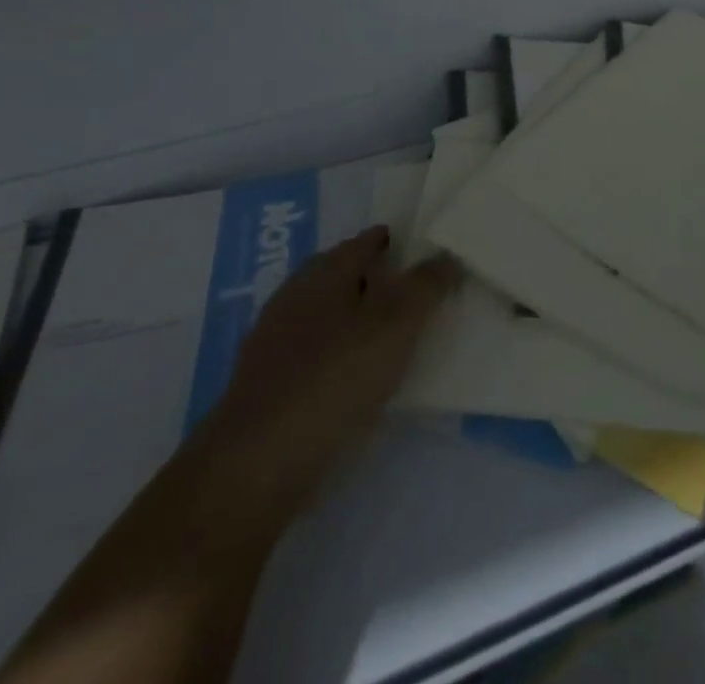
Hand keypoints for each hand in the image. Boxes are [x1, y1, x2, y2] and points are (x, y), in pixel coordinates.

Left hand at [188, 226, 459, 522]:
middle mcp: (295, 295)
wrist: (257, 463)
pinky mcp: (266, 384)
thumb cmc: (334, 378)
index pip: (364, 241)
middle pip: (341, 274)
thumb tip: (447, 254)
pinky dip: (338, 354)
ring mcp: (274, 341)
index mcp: (325, 272)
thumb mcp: (396, 325)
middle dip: (372, 277)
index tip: (420, 247)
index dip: (393, 240)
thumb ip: (426, 286)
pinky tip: (355, 376)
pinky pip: (313, 353)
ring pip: (325, 314)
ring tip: (389, 333)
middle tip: (411, 288)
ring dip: (354, 317)